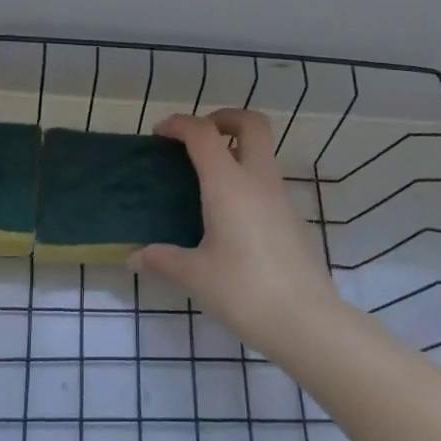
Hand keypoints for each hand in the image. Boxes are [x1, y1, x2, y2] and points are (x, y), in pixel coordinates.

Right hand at [130, 109, 342, 357]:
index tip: (160, 134)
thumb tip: (134, 257)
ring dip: (236, 149)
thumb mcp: (195, 276)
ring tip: (205, 177)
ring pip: (262, 152)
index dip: (179, 124)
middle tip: (197, 139)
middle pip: (251, 124)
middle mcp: (258, 180)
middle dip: (223, 118)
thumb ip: (163, 260)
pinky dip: (245, 178)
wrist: (306, 322)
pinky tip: (227, 212)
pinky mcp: (291, 218)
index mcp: (229, 184)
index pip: (203, 133)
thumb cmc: (244, 291)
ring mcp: (280, 198)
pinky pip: (266, 180)